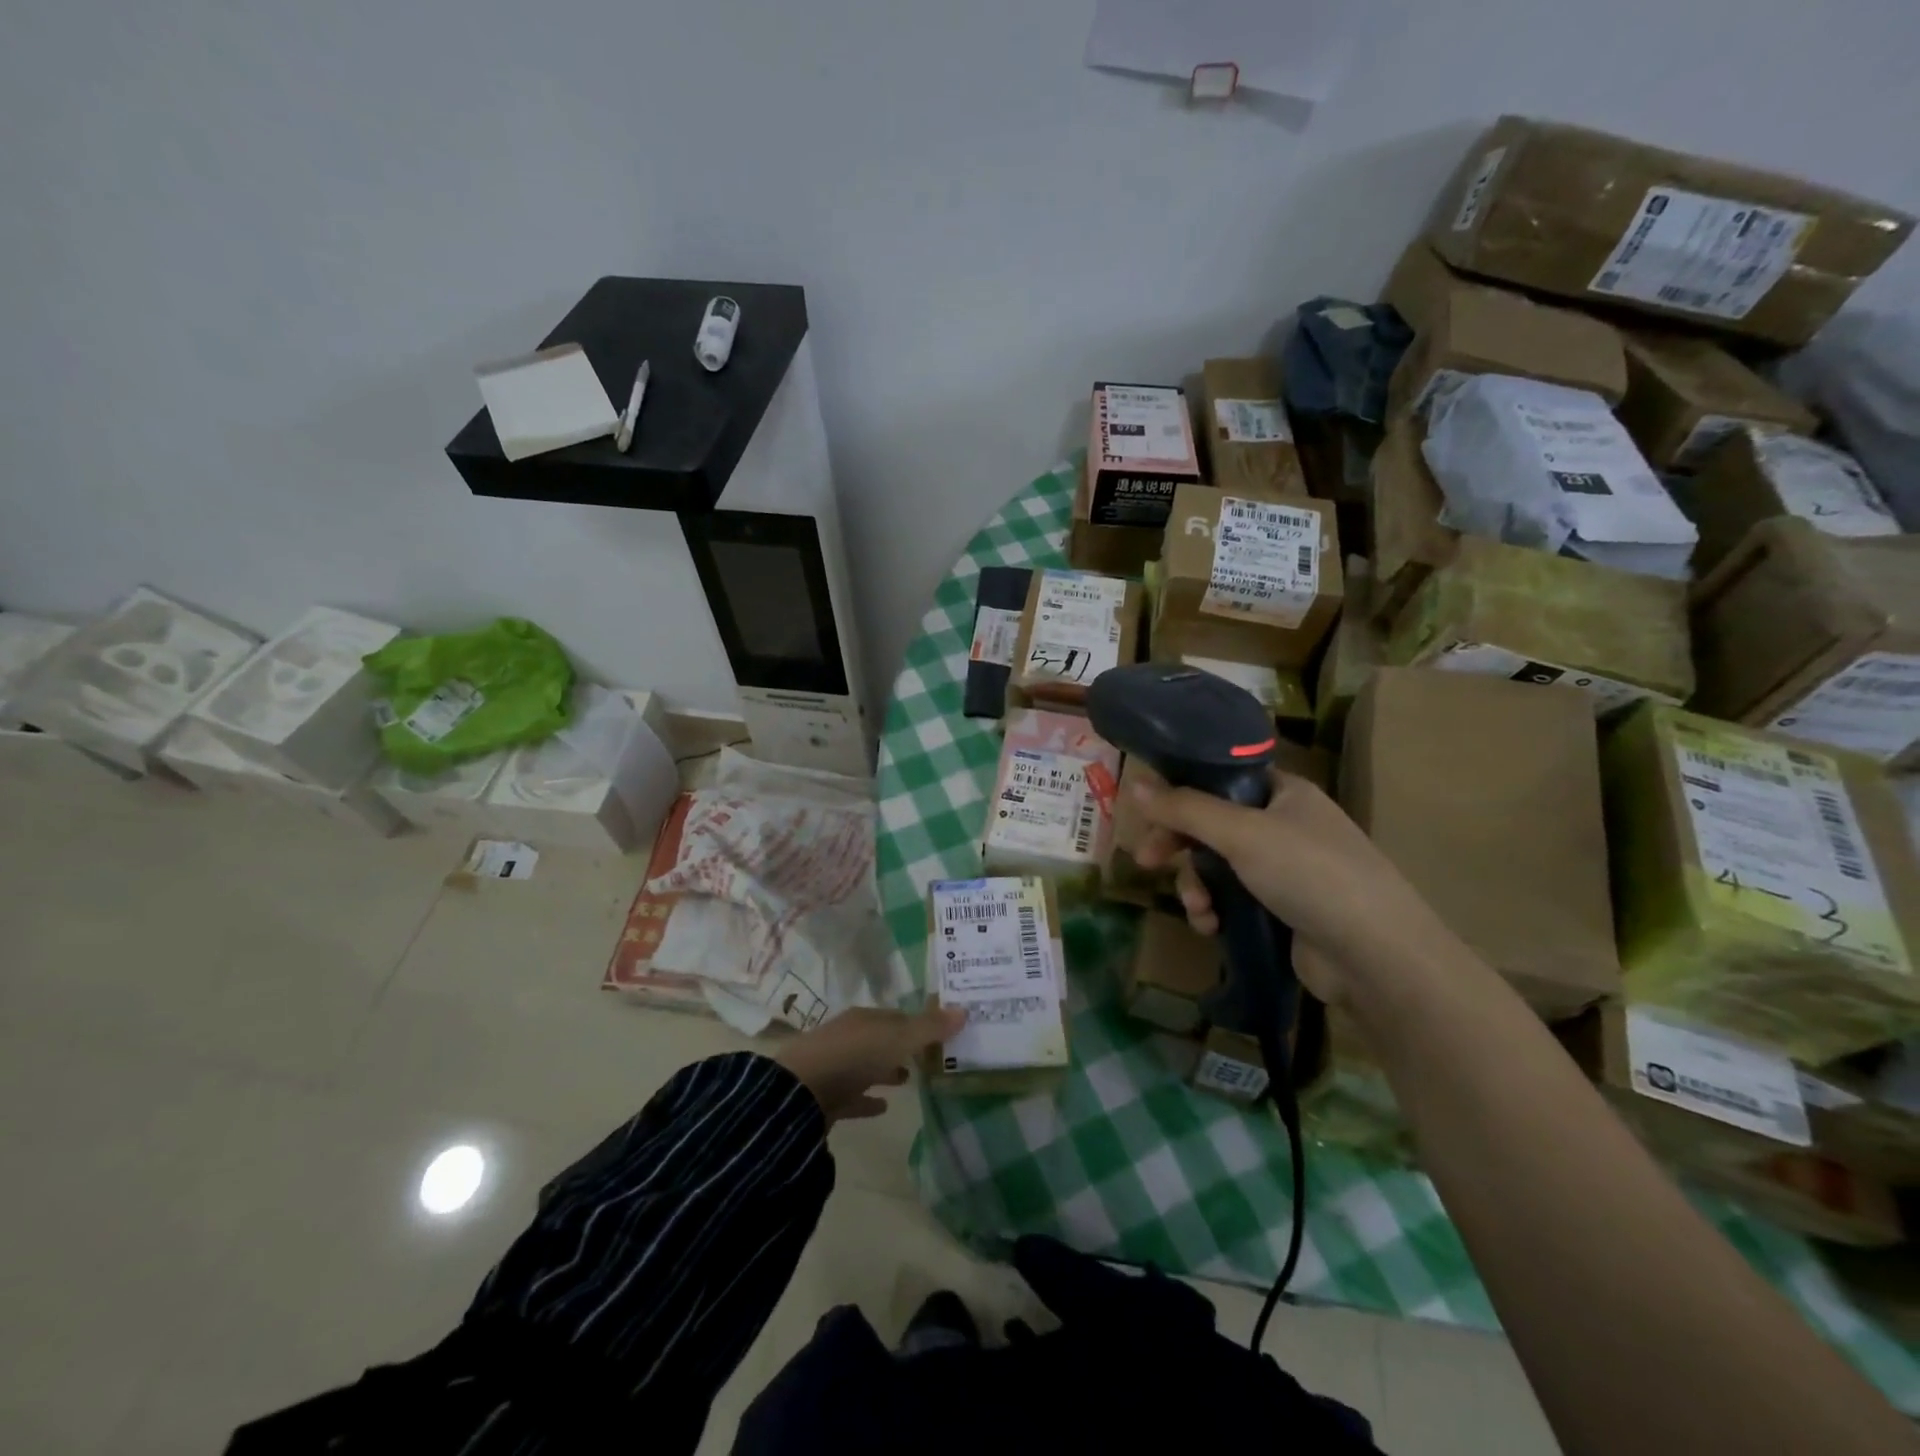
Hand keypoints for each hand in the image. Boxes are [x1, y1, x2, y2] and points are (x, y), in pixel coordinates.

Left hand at [773, 1005, 966, 1122]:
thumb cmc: (853, 1056)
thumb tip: (964, 1010)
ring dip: (886, 1070)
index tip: (940, 1033)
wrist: (798, 1093)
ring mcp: (835, 1066)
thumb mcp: (898, 1039)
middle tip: (929, 1057)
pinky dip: (868, 1099)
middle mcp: (849, 1037)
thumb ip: (929, 1028)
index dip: (919, 1023)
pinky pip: (853, 1095)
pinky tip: (884, 1107)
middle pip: (881, 1039)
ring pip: (867, 1065)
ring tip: (909, 1080)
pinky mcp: (826, 1096)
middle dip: (902, 1046)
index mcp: (864, 1018)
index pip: (897, 1016)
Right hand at [1131, 767, 1452, 1005]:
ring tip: (1198, 909)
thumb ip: (1185, 808)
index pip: (1221, 779)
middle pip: (1213, 825)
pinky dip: (1216, 911)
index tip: (1148, 814)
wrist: (1375, 957)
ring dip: (1196, 886)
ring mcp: (1286, 871)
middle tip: (1146, 862)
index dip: (1181, 793)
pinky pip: (1233, 900)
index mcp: (1284, 793)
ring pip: (1218, 867)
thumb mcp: (1241, 832)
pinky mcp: (1283, 911)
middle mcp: (1285, 826)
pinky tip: (1211, 927)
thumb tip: (1135, 783)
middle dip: (1179, 846)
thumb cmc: (1310, 874)